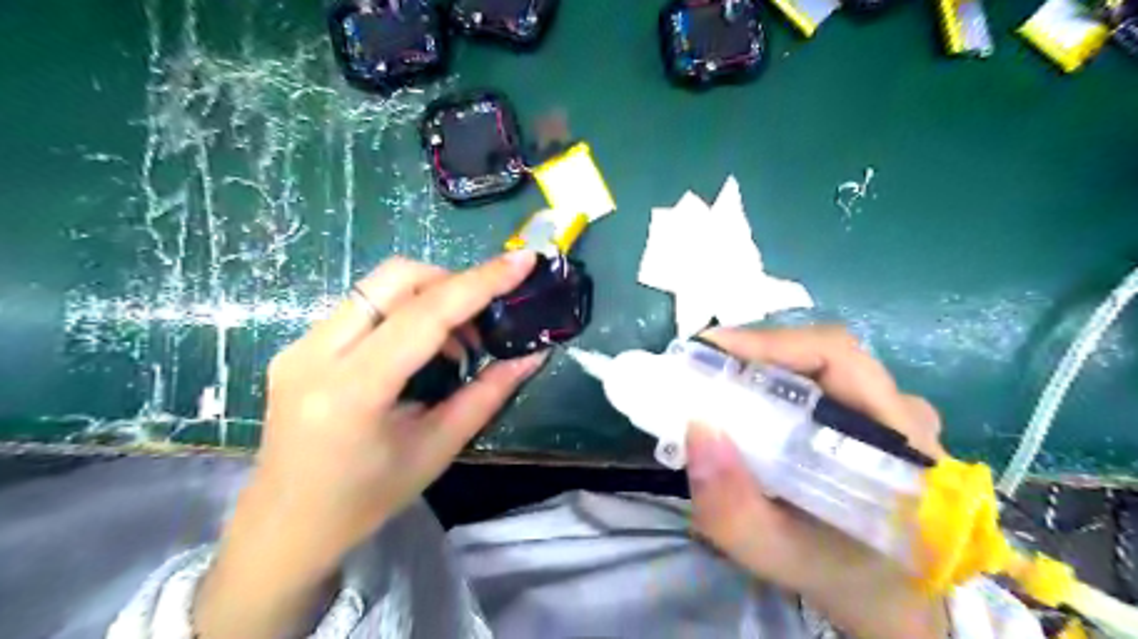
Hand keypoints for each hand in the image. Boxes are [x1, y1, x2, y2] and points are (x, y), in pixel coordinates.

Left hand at [195, 251, 546, 638]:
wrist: (284, 528)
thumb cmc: (367, 500)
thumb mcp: (437, 448)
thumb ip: (488, 394)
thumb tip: (532, 355)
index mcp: (353, 390)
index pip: (425, 314)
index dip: (479, 282)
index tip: (521, 260)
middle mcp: (315, 353)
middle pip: (395, 278)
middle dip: (451, 281)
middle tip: (484, 317)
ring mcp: (299, 345)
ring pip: (377, 285)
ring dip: (428, 297)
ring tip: (456, 341)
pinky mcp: (298, 345)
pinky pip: (362, 305)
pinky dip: (404, 311)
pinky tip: (421, 347)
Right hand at [690, 326, 946, 637]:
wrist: (889, 597)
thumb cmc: (843, 577)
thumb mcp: (780, 556)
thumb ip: (734, 510)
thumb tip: (696, 430)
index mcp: (899, 442)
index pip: (837, 358)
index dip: (770, 342)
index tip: (709, 348)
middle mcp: (902, 412)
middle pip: (823, 354)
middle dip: (754, 353)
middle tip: (700, 367)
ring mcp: (892, 411)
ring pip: (820, 366)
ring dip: (763, 365)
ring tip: (715, 382)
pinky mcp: (874, 416)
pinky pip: (819, 382)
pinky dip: (775, 381)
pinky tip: (746, 401)